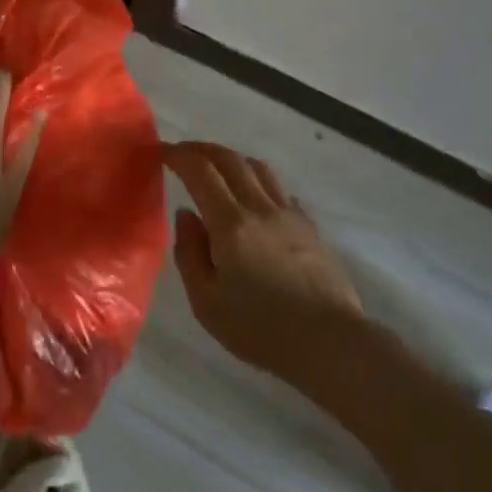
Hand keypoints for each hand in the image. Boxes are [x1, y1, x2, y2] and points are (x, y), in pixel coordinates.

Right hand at [163, 141, 363, 383]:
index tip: (160, 152)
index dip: (178, 156)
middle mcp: (260, 207)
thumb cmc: (261, 328)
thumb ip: (189, 254)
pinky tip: (255, 198)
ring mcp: (290, 214)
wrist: (330, 342)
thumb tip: (185, 215)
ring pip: (258, 168)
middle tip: (182, 153)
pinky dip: (258, 182)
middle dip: (202, 150)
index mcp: (230, 223)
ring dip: (232, 159)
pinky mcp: (310, 227)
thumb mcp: (207, 303)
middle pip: (230, 159)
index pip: (200, 171)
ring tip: (217, 168)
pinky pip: (279, 190)